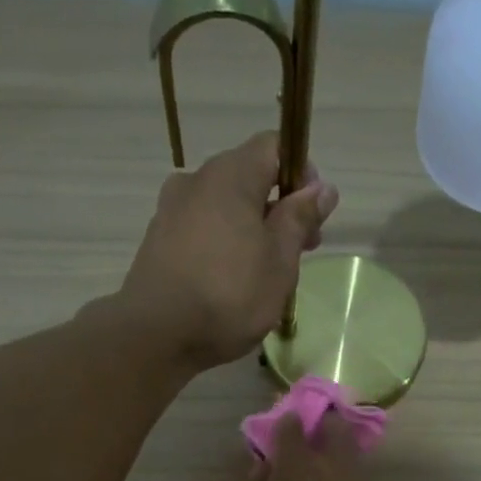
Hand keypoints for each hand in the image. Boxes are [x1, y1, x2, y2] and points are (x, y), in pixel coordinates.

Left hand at [120, 131, 338, 369]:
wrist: (157, 334)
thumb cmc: (230, 294)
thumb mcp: (280, 260)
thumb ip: (299, 219)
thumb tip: (322, 187)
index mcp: (231, 175)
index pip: (272, 147)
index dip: (300, 172)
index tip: (314, 213)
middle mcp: (197, 181)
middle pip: (248, 178)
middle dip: (278, 208)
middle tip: (300, 251)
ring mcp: (172, 211)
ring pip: (224, 208)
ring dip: (251, 230)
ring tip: (267, 274)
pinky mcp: (158, 242)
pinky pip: (202, 231)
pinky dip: (224, 246)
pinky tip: (232, 283)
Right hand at [217, 411, 360, 480]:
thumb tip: (260, 462)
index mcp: (297, 469)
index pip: (293, 426)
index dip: (282, 420)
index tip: (271, 424)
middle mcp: (329, 475)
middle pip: (337, 430)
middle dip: (321, 423)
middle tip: (298, 435)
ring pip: (347, 455)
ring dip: (330, 449)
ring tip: (303, 463)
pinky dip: (333, 476)